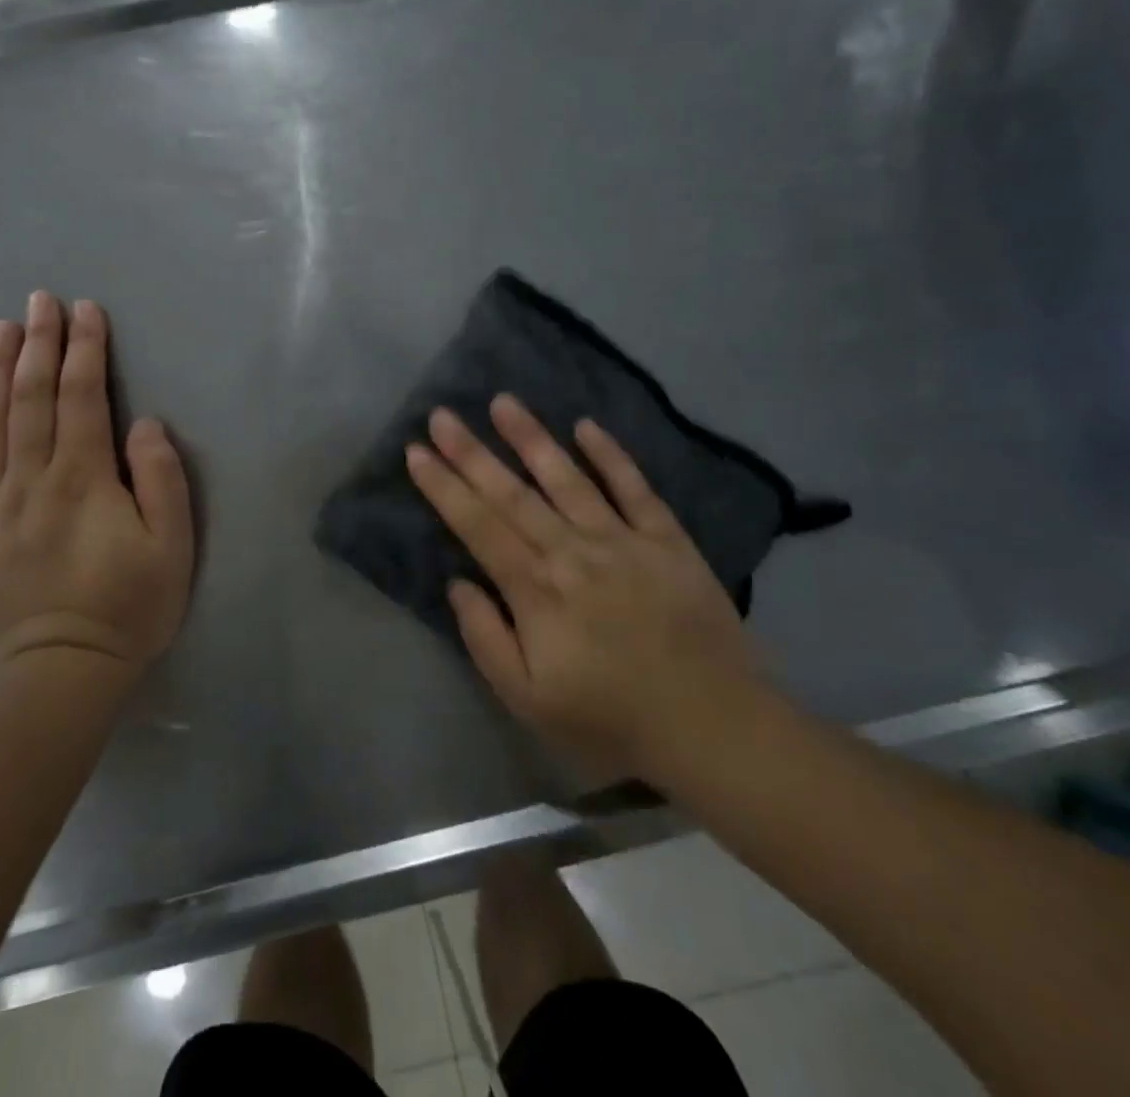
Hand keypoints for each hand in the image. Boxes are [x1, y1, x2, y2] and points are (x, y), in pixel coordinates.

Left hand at [0, 293, 193, 679]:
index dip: (84, 350)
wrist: (57, 678)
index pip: (81, 398)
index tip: (85, 310)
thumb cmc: (127, 609)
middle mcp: (27, 482)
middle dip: (38, 345)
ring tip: (0, 332)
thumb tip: (142, 423)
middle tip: (39, 301)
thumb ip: (161, 479)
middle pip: (29, 400)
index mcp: (80, 479)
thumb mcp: (171, 547)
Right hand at [405, 395, 769, 781]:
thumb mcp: (528, 700)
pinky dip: (611, 456)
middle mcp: (573, 552)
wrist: (713, 727)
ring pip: (567, 479)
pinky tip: (586, 426)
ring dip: (532, 438)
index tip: (416, 452)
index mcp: (536, 590)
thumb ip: (486, 638)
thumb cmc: (610, 719)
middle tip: (441, 415)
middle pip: (512, 494)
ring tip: (503, 402)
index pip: (478, 526)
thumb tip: (458, 583)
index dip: (444, 487)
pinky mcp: (667, 540)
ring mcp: (623, 540)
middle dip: (471, 452)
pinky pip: (635, 488)